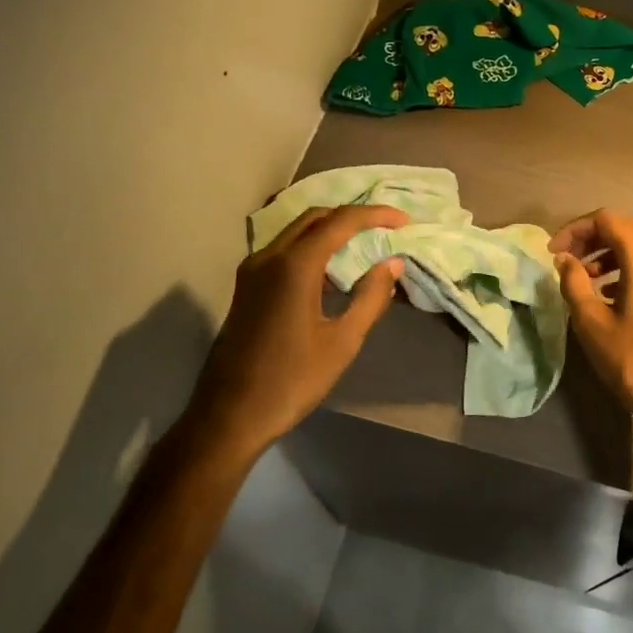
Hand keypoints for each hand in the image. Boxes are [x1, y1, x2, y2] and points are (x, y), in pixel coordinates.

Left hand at [185, 205, 408, 463]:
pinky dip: (312, 248)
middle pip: (315, 218)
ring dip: (330, 230)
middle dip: (352, 216)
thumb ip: (371, 297)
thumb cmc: (291, 381)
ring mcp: (252, 271)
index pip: (340, 222)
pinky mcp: (246, 287)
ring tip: (363, 245)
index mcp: (293, 266)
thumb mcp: (342, 342)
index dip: (375, 215)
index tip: (403, 221)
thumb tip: (392, 264)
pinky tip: (331, 272)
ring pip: (297, 232)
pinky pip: (284, 250)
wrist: (229, 416)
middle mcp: (268, 257)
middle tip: (384, 228)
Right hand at [552, 209, 632, 431]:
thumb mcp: (591, 321)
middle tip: (570, 258)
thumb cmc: (631, 359)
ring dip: (611, 251)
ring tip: (586, 275)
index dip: (576, 229)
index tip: (555, 252)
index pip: (608, 220)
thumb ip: (574, 282)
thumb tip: (565, 259)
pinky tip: (610, 292)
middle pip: (627, 227)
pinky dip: (628, 267)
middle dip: (594, 236)